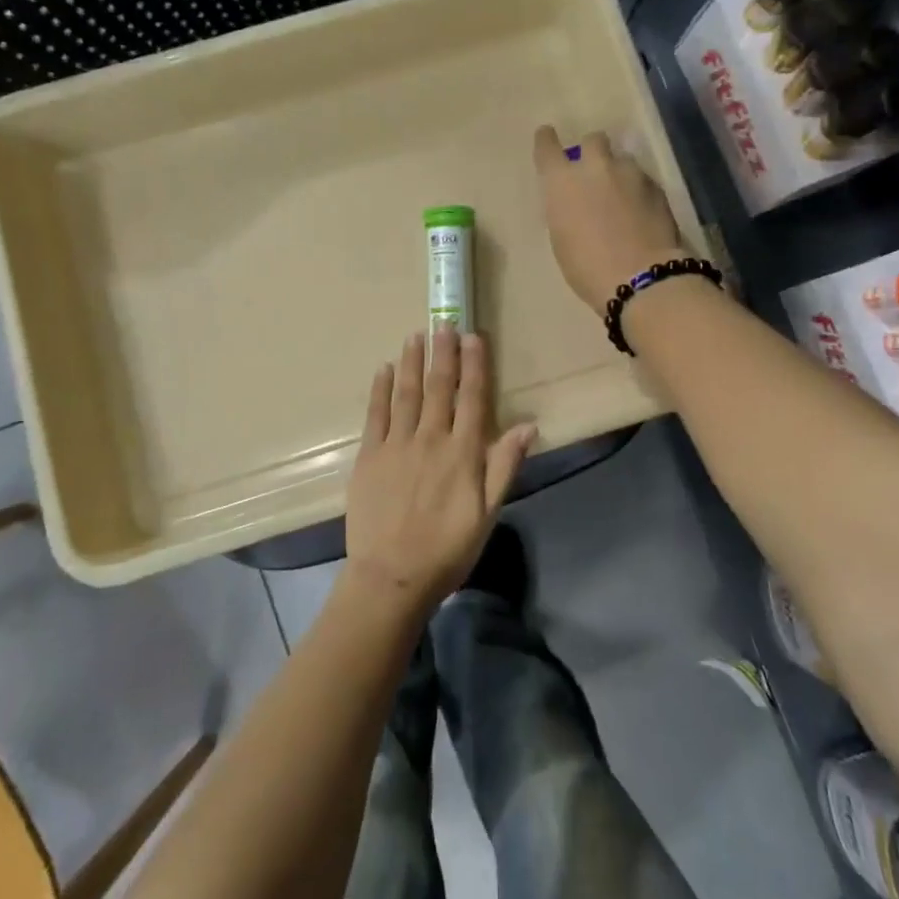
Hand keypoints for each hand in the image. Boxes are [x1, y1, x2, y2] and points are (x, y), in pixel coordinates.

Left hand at [344, 330, 537, 613]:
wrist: (392, 576)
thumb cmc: (447, 549)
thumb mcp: (488, 513)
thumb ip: (504, 466)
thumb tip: (528, 425)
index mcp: (463, 453)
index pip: (472, 398)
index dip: (474, 366)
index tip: (473, 337)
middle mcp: (431, 439)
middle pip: (439, 388)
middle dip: (443, 353)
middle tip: (444, 323)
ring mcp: (396, 445)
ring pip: (407, 393)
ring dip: (413, 361)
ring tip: (416, 335)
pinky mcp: (370, 456)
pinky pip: (376, 414)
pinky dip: (381, 389)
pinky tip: (385, 369)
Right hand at [533, 126, 687, 310]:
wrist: (640, 277)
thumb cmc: (587, 267)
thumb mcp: (561, 239)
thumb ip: (565, 210)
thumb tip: (574, 202)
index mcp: (562, 182)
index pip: (547, 146)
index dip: (546, 140)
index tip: (547, 137)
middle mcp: (595, 167)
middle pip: (593, 140)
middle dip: (592, 151)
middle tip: (594, 173)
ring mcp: (630, 174)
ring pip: (622, 160)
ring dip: (619, 173)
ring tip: (622, 198)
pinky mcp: (657, 187)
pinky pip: (642, 180)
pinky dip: (638, 191)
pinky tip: (641, 213)